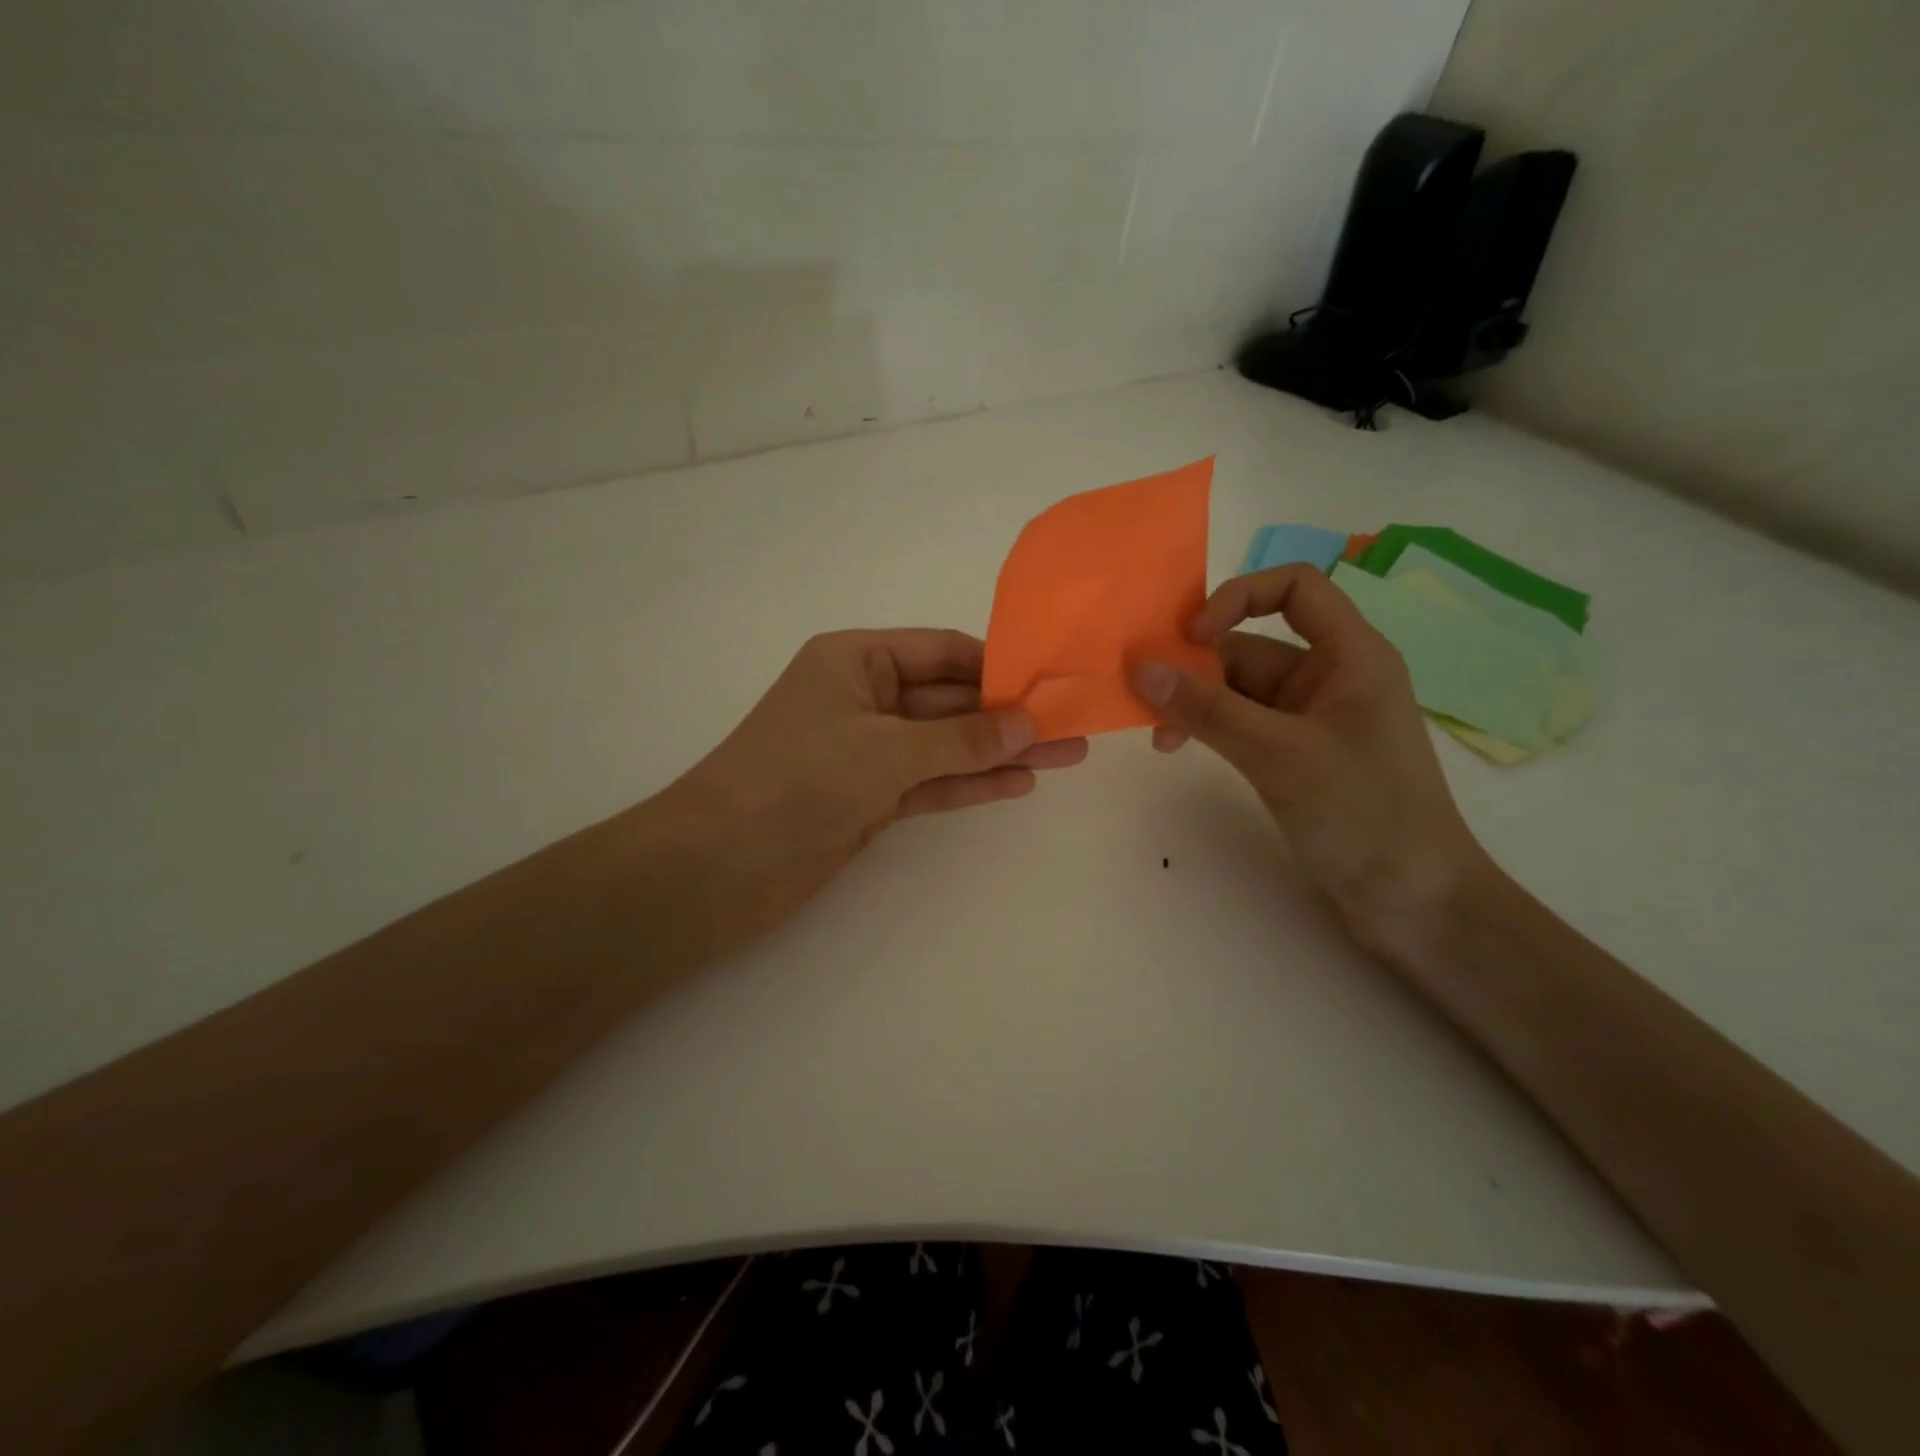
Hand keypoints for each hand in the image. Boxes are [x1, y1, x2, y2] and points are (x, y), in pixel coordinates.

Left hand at [658, 629, 1087, 951]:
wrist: (718, 866)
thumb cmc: (797, 779)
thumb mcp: (886, 749)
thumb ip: (961, 739)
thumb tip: (1028, 725)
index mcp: (855, 661)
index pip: (941, 652)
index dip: (997, 665)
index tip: (1052, 680)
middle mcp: (863, 700)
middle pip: (949, 700)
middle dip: (1008, 714)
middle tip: (1075, 722)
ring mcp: (866, 753)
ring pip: (946, 746)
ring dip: (1000, 752)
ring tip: (1068, 754)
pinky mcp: (868, 800)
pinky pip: (930, 784)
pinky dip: (970, 784)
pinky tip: (1020, 783)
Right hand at [1131, 565, 1486, 950]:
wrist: (1415, 903)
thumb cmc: (1364, 815)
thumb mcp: (1280, 755)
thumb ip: (1208, 710)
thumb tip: (1141, 669)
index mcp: (1351, 656)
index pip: (1295, 587)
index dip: (1239, 596)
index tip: (1191, 637)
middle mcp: (1329, 677)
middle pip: (1252, 644)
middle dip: (1196, 665)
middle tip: (1144, 696)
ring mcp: (1310, 719)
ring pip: (1238, 689)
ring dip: (1194, 702)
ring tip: (1158, 736)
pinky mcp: (1295, 755)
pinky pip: (1240, 724)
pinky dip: (1207, 728)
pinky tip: (1177, 748)